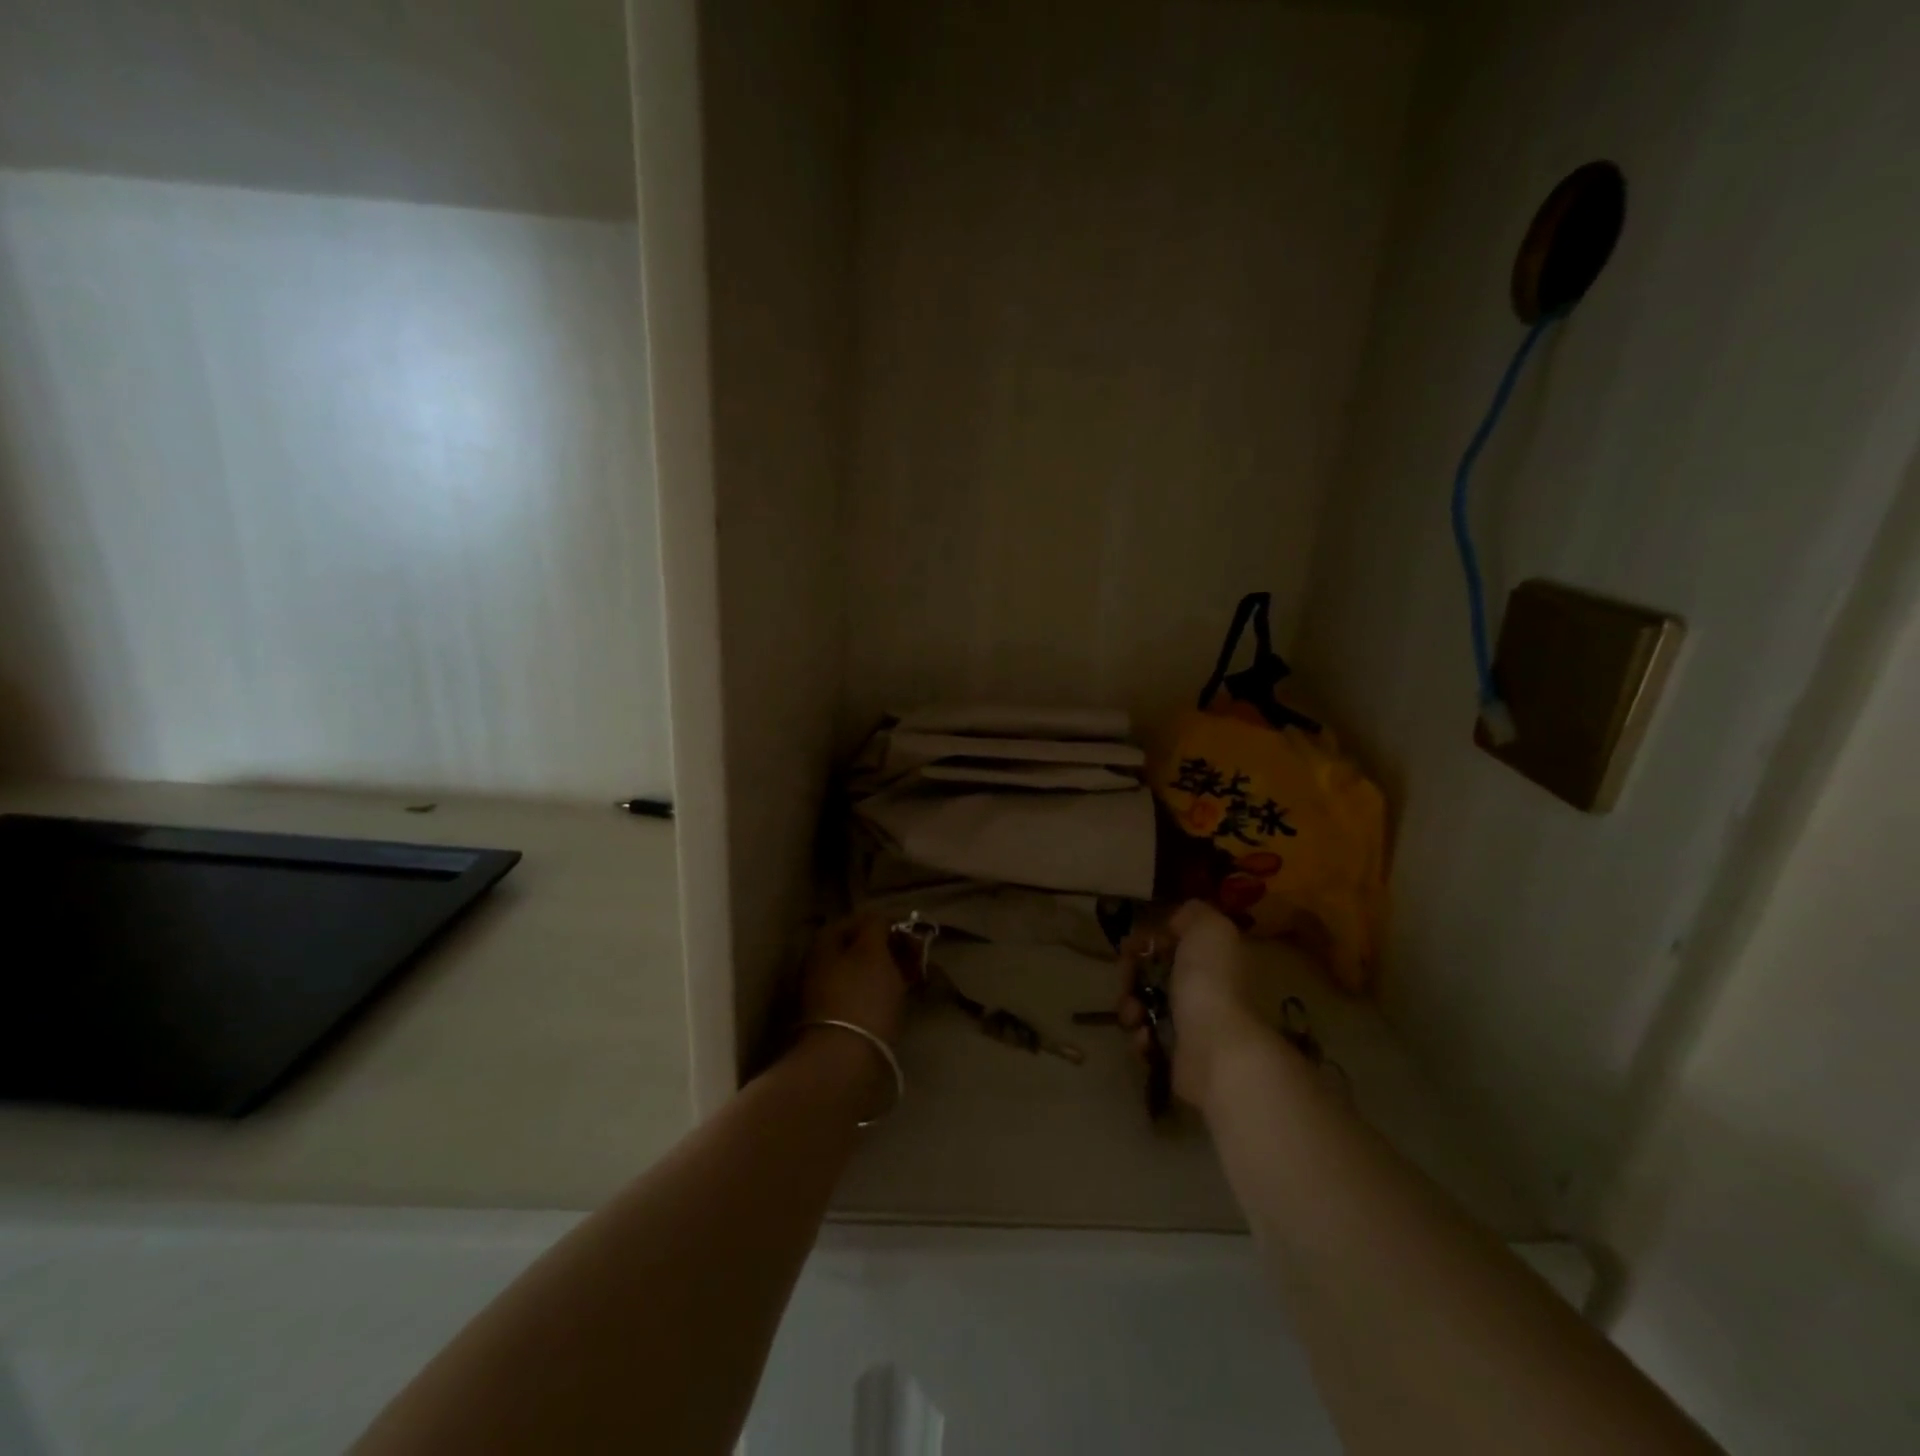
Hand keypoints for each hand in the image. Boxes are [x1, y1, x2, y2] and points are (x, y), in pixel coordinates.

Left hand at [799, 915, 908, 1046]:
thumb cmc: (861, 997)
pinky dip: (883, 994)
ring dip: (889, 972)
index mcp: (824, 944)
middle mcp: (820, 966)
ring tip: (915, 979)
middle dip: (890, 949)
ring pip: (863, 973)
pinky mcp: (838, 1023)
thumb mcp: (872, 950)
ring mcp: (826, 996)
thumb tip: (879, 918)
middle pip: (860, 947)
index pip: (858, 920)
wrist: (844, 1062)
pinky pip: (864, 997)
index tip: (913, 933)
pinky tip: (900, 1001)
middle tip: (917, 957)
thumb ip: (876, 925)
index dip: (886, 922)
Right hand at [1117, 900, 1266, 1111]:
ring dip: (1130, 1006)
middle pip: (1153, 973)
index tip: (1131, 944)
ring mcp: (1191, 1025)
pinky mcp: (1177, 1056)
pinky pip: (1146, 1038)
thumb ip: (1193, 914)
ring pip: (1144, 1006)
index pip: (1173, 943)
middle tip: (1126, 979)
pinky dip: (1140, 1036)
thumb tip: (1175, 922)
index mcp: (1213, 958)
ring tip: (1133, 1014)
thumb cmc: (1209, 981)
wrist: (1214, 1047)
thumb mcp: (1210, 928)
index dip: (1148, 940)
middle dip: (1131, 973)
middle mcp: (1205, 989)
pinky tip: (1146, 1038)